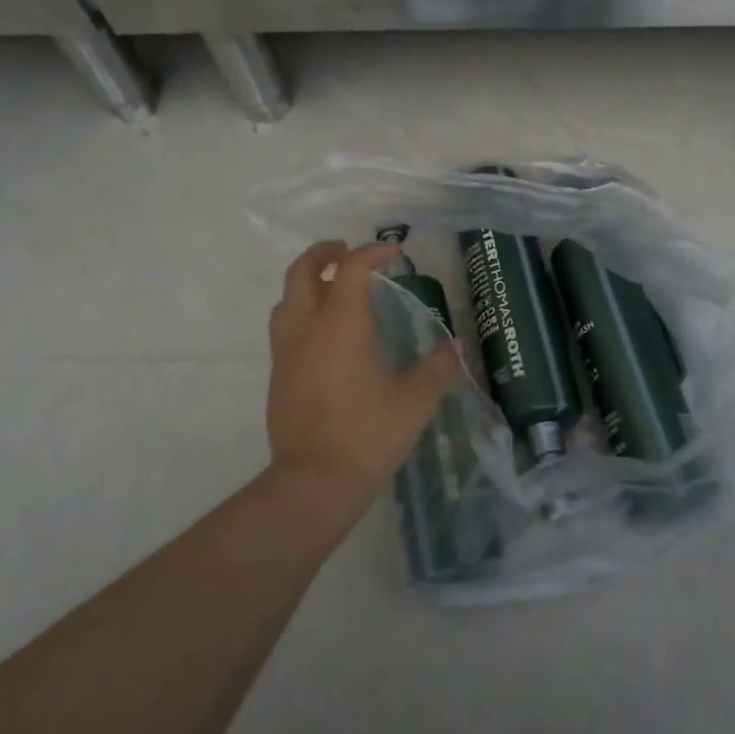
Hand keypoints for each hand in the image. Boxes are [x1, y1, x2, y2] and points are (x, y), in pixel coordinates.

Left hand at [265, 241, 462, 513]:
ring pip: (286, 299)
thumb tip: (456, 346)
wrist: (314, 483)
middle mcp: (307, 329)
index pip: (352, 269)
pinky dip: (302, 312)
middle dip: (324, 253)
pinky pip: (285, 328)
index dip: (373, 253)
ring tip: (332, 287)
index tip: (395, 253)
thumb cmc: (368, 435)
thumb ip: (438, 368)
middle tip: (347, 250)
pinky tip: (325, 335)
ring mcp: (286, 353)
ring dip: (307, 282)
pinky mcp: (278, 377)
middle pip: (302, 272)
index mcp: (341, 324)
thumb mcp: (415, 401)